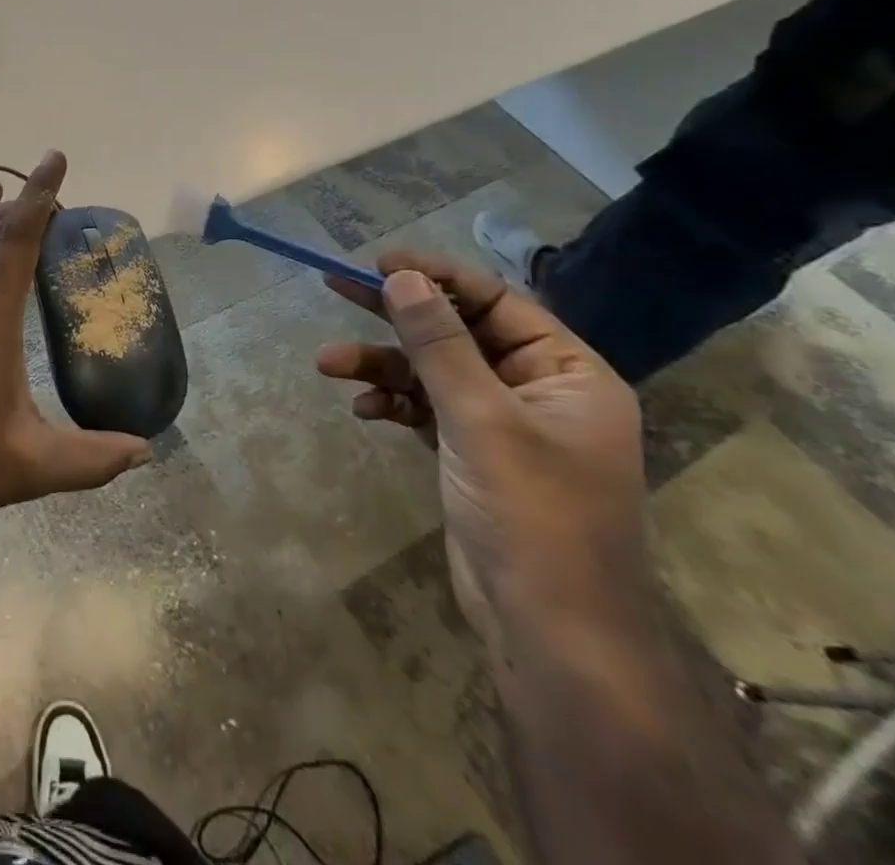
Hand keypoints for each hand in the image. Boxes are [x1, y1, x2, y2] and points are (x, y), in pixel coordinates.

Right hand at [317, 255, 646, 653]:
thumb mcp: (480, 418)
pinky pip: (424, 408)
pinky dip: (393, 403)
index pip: (495, 302)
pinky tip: (365, 411)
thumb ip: (439, 343)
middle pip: (456, 332)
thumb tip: (402, 276)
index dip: (437, 277)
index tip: (379, 263)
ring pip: (431, 372)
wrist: (551, 630)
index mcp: (566, 372)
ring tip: (328, 364)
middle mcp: (536, 390)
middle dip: (396, 316)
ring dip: (382, 366)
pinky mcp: (470, 452)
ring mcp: (502, 423)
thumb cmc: (532, 514)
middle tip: (336, 285)